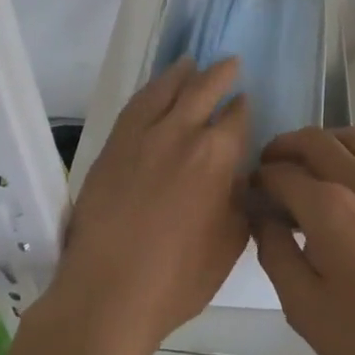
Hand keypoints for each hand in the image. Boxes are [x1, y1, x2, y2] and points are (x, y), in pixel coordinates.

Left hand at [54, 58, 250, 354]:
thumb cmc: (179, 277)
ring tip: (191, 63)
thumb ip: (241, 200)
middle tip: (231, 62)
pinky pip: (136, 105)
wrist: (109, 291)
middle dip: (221, 74)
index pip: (236, 117)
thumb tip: (242, 174)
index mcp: (216, 156)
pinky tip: (156, 89)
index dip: (243, 106)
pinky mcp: (114, 144)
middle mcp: (181, 133)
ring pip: (167, 89)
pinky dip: (151, 90)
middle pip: (204, 89)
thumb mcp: (230, 242)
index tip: (246, 100)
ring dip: (183, 73)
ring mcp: (143, 135)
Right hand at [251, 126, 354, 354]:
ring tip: (306, 167)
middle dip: (283, 148)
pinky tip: (346, 185)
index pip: (281, 174)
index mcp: (329, 208)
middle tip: (268, 169)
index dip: (258, 181)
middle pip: (314, 140)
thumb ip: (276, 255)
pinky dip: (350, 154)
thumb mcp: (307, 310)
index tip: (248, 195)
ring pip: (350, 138)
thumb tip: (261, 217)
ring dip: (320, 143)